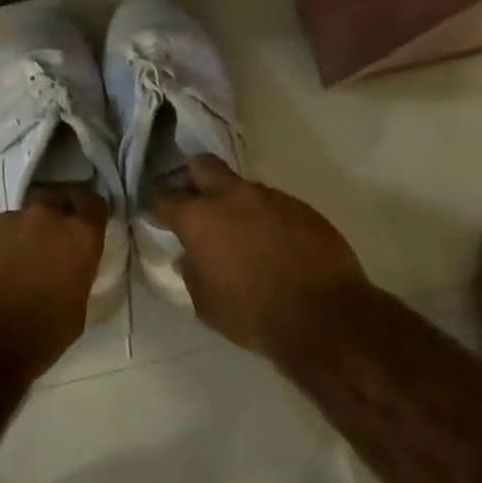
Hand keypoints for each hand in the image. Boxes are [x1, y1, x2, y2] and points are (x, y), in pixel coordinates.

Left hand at [0, 186, 108, 363]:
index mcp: (77, 235)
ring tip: (5, 270)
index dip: (88, 214)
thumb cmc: (38, 336)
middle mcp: (42, 217)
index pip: (93, 204)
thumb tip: (67, 270)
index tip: (84, 228)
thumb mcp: (76, 311)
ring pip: (13, 221)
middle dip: (51, 217)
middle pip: (51, 200)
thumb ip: (76, 276)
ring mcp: (0, 221)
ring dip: (15, 239)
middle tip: (45, 247)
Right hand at [154, 157, 367, 354]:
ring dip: (235, 203)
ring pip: (242, 187)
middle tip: (195, 202)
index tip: (157, 209)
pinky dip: (266, 218)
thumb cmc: (253, 315)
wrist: (324, 316)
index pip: (165, 195)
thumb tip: (188, 256)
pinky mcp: (301, 207)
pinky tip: (274, 245)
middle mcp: (232, 197)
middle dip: (193, 177)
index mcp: (200, 218)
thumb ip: (192, 273)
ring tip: (241, 234)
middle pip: (204, 166)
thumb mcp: (206, 305)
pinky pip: (274, 205)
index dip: (157, 201)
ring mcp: (271, 197)